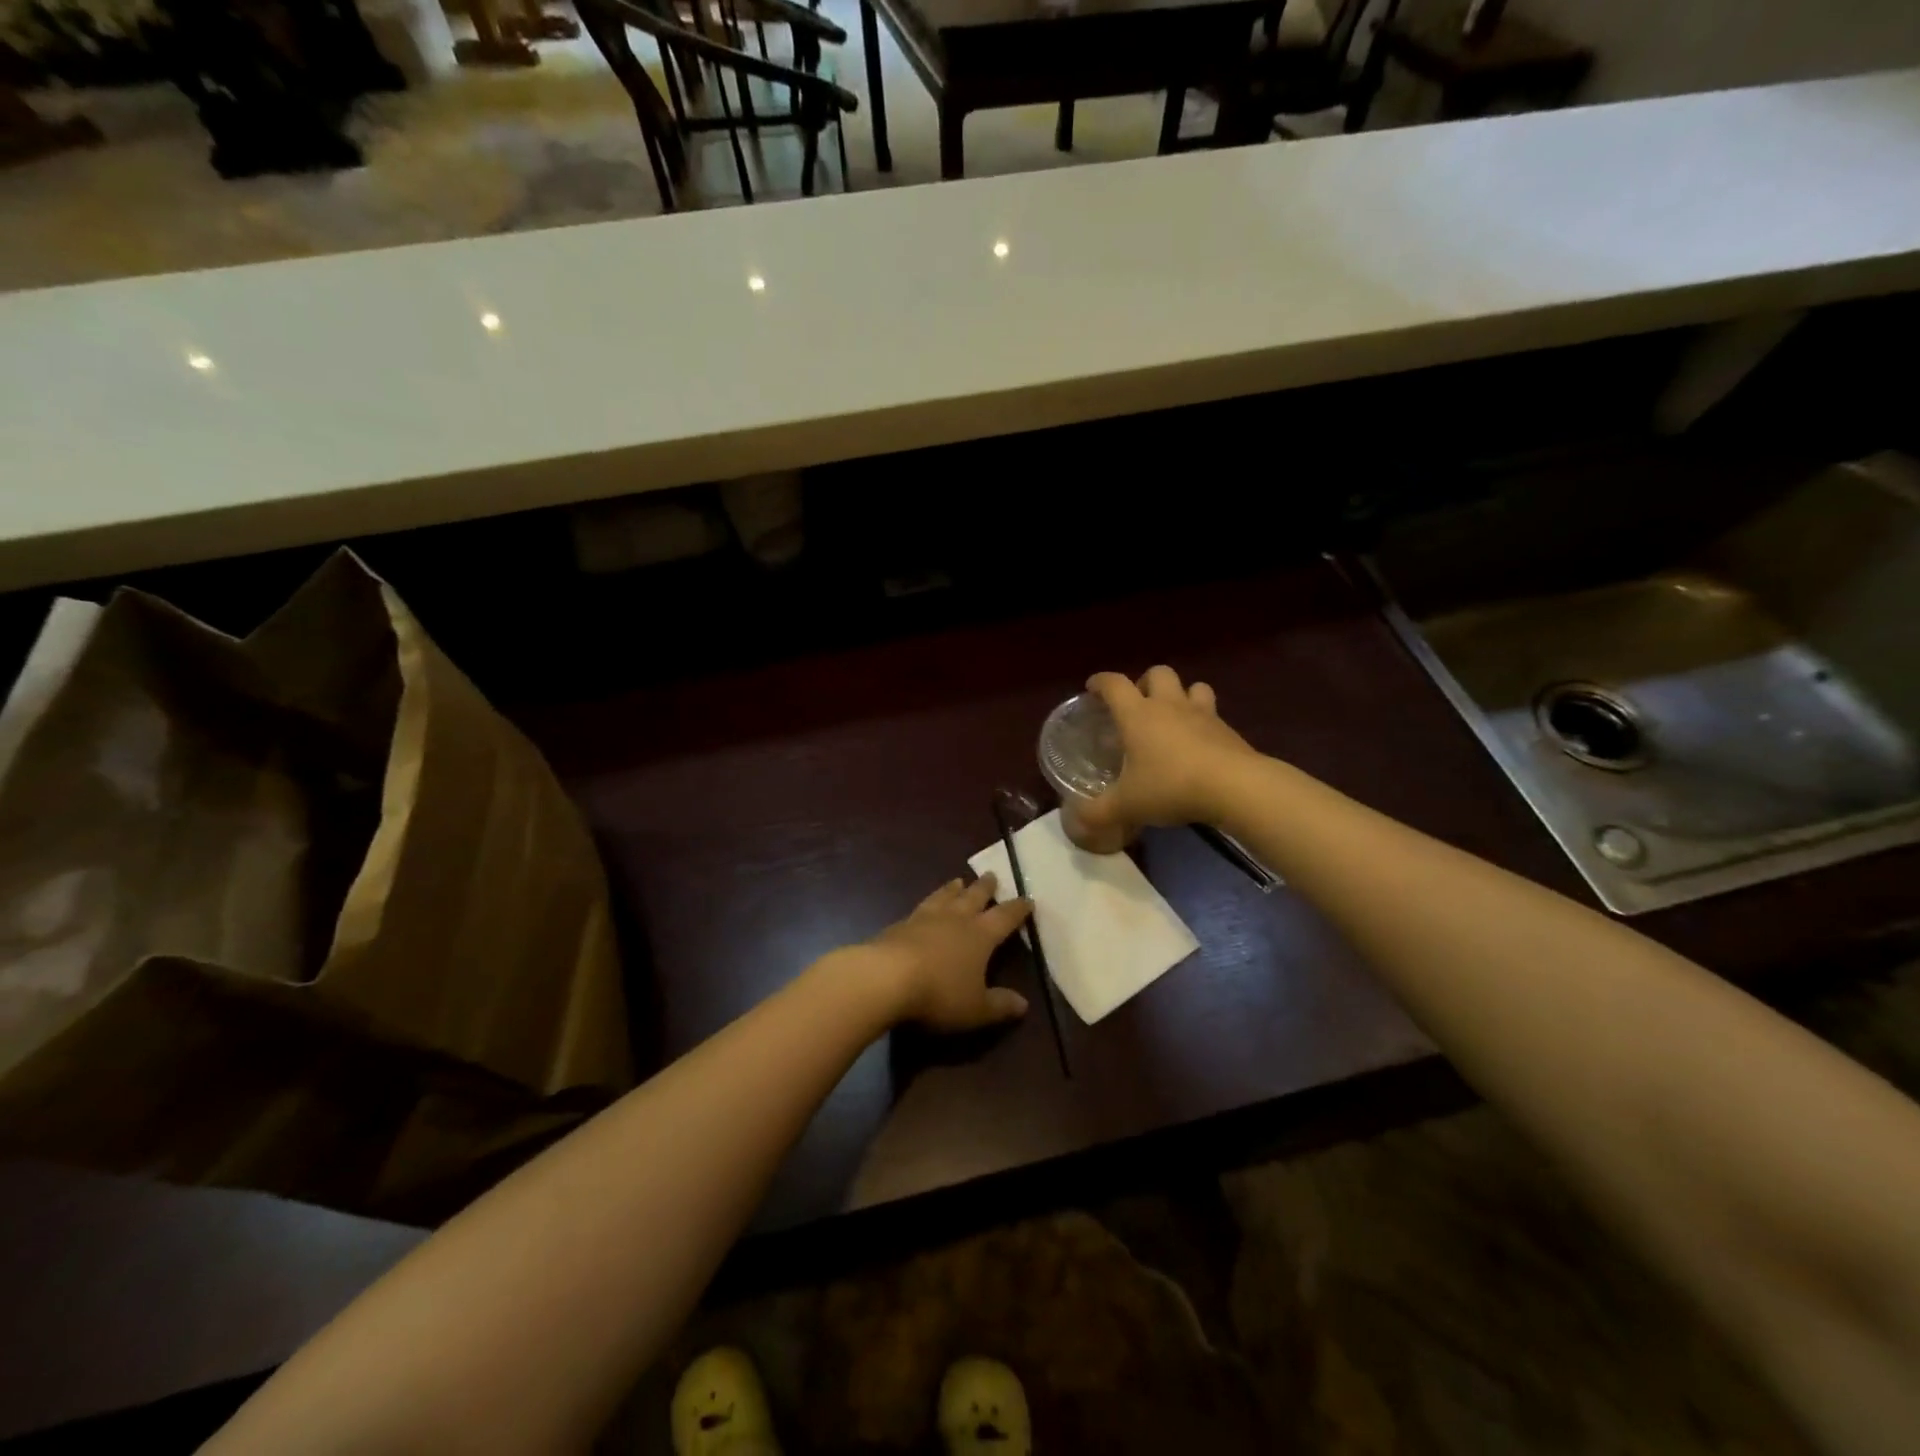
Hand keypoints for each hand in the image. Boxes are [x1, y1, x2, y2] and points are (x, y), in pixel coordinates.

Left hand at [861, 874, 1032, 1032]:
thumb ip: (999, 1005)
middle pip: (974, 897)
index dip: (1018, 909)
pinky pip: (920, 907)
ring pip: (944, 896)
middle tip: (991, 875)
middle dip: (985, 888)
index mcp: (980, 936)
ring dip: (953, 889)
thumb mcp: (976, 1009)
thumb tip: (1024, 1004)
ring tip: (958, 880)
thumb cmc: (939, 993)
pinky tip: (924, 906)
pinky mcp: (900, 924)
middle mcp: (955, 919)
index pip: (1005, 918)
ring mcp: (925, 918)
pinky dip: (928, 902)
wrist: (886, 977)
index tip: (1028, 899)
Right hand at [1077, 666, 1260, 838]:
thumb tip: (1077, 819)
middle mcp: (1169, 706)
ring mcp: (1202, 714)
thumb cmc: (1171, 786)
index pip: (1114, 684)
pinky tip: (1198, 744)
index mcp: (1138, 715)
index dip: (1100, 682)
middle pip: (1157, 673)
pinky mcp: (1227, 729)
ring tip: (1173, 716)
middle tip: (1137, 704)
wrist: (1235, 787)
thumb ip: (1098, 812)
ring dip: (1181, 694)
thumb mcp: (1127, 805)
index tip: (1092, 688)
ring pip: (1192, 686)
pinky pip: (1213, 713)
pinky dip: (1203, 722)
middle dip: (1145, 682)